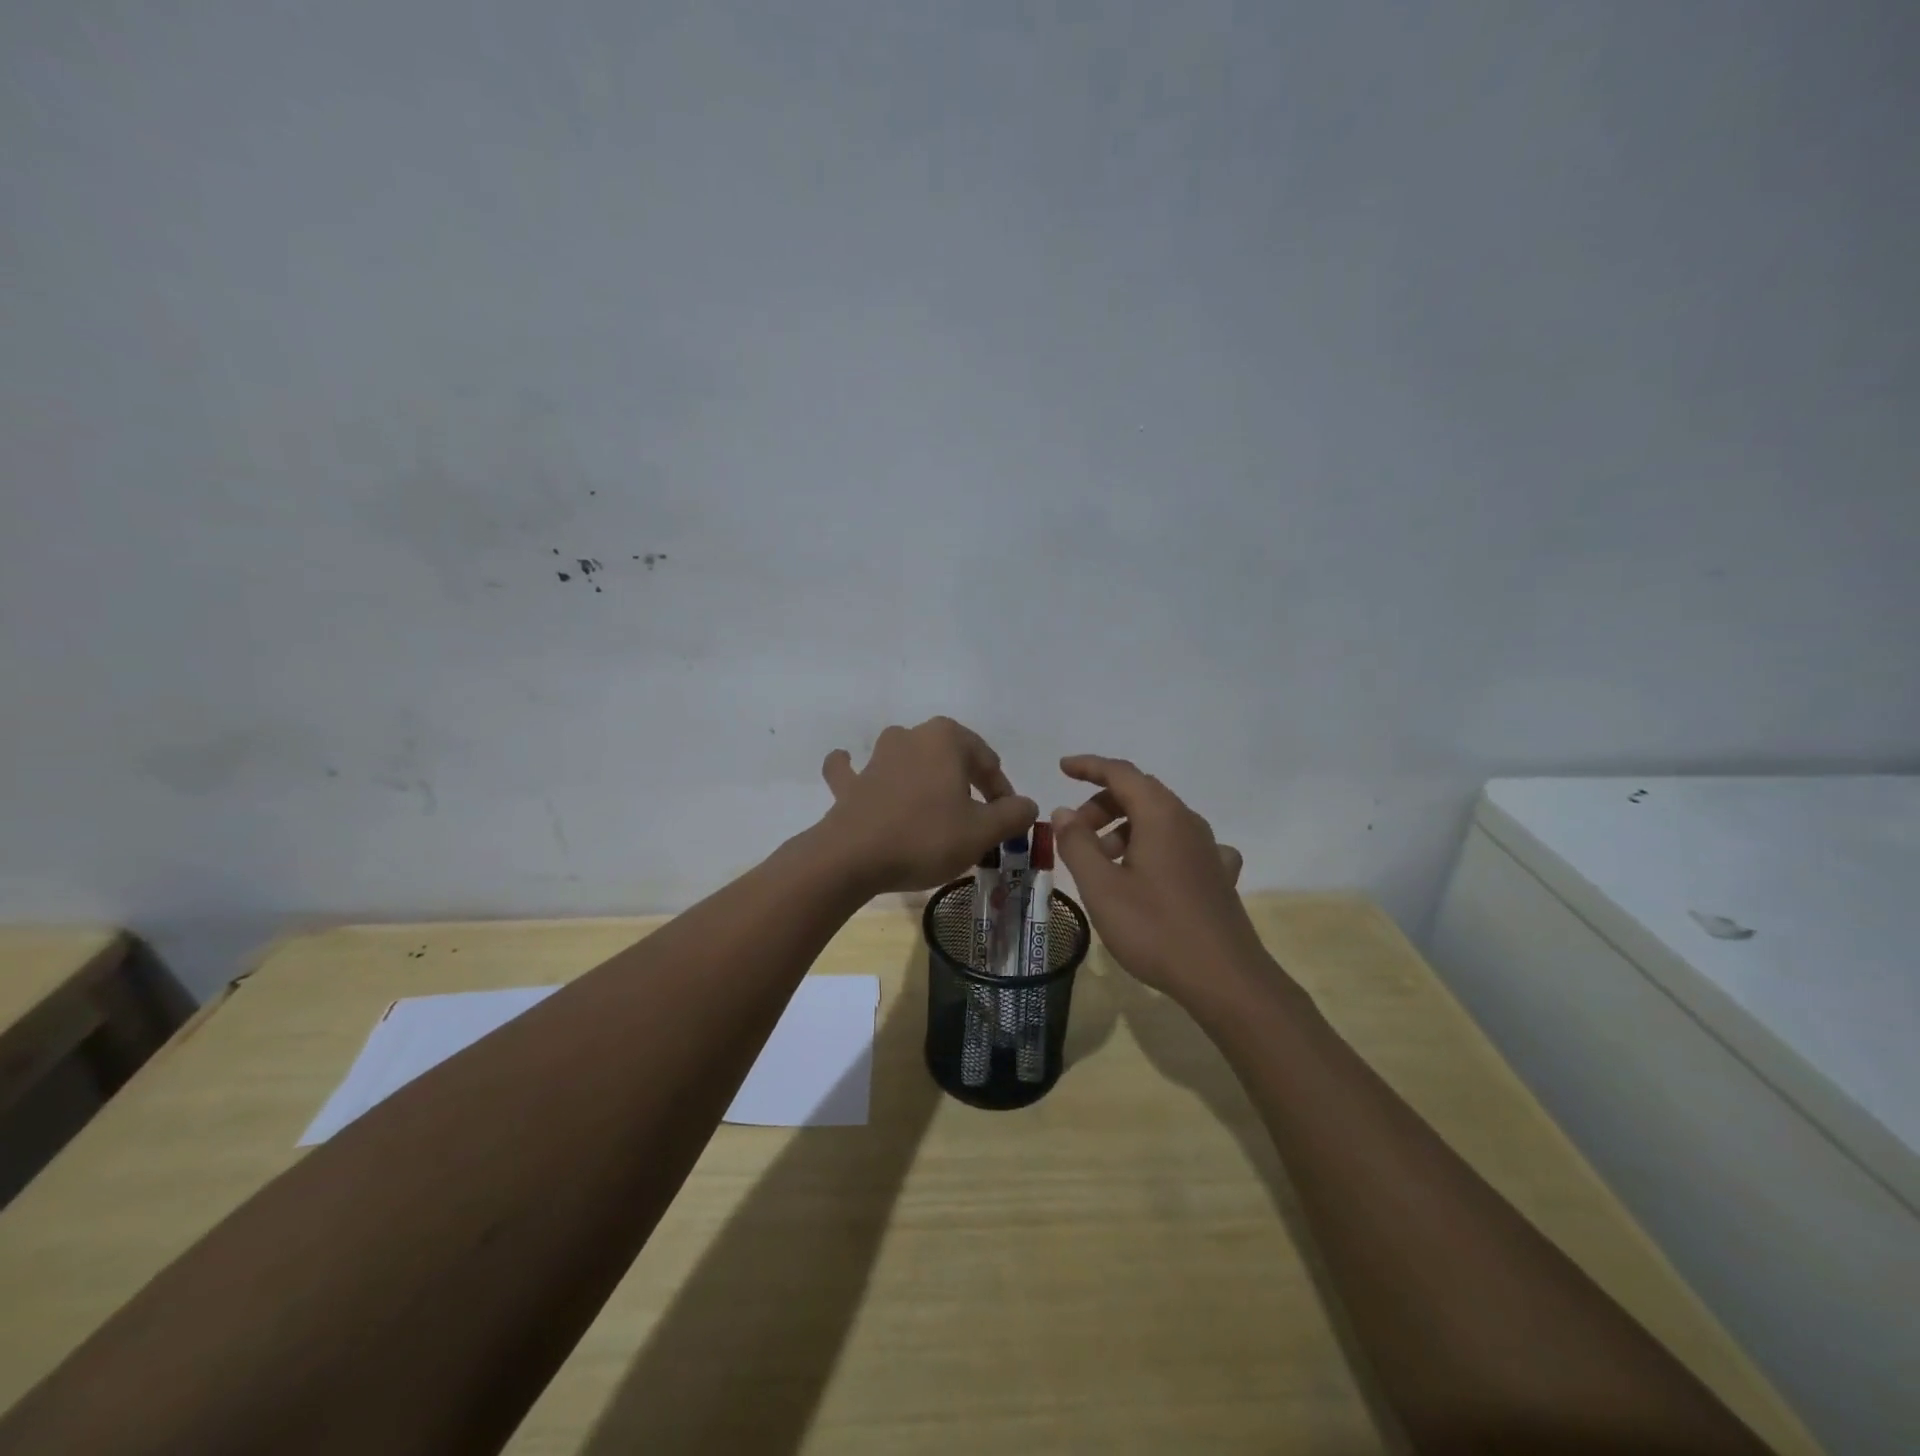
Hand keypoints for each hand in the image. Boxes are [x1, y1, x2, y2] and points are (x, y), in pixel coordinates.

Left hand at [818, 718, 1038, 894]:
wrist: (853, 857)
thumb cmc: (926, 837)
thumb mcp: (982, 831)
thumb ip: (1012, 814)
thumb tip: (1026, 804)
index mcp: (946, 738)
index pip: (988, 761)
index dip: (1002, 792)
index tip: (1006, 821)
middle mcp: (911, 736)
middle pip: (950, 757)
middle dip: (966, 784)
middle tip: (976, 819)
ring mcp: (876, 757)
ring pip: (908, 759)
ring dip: (922, 777)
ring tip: (934, 806)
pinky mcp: (850, 783)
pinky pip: (855, 771)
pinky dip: (856, 770)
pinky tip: (854, 768)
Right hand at [1050, 755, 1270, 1008]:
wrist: (1225, 979)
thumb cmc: (1155, 928)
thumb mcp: (1101, 887)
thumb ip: (1077, 844)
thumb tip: (1065, 811)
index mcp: (1160, 815)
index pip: (1120, 773)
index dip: (1088, 766)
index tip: (1061, 768)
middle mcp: (1188, 821)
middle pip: (1140, 793)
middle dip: (1102, 803)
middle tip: (1075, 832)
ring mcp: (1208, 848)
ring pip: (1160, 820)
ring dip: (1125, 828)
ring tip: (1101, 861)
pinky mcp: (1218, 875)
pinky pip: (1181, 845)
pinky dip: (1155, 847)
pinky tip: (1150, 873)